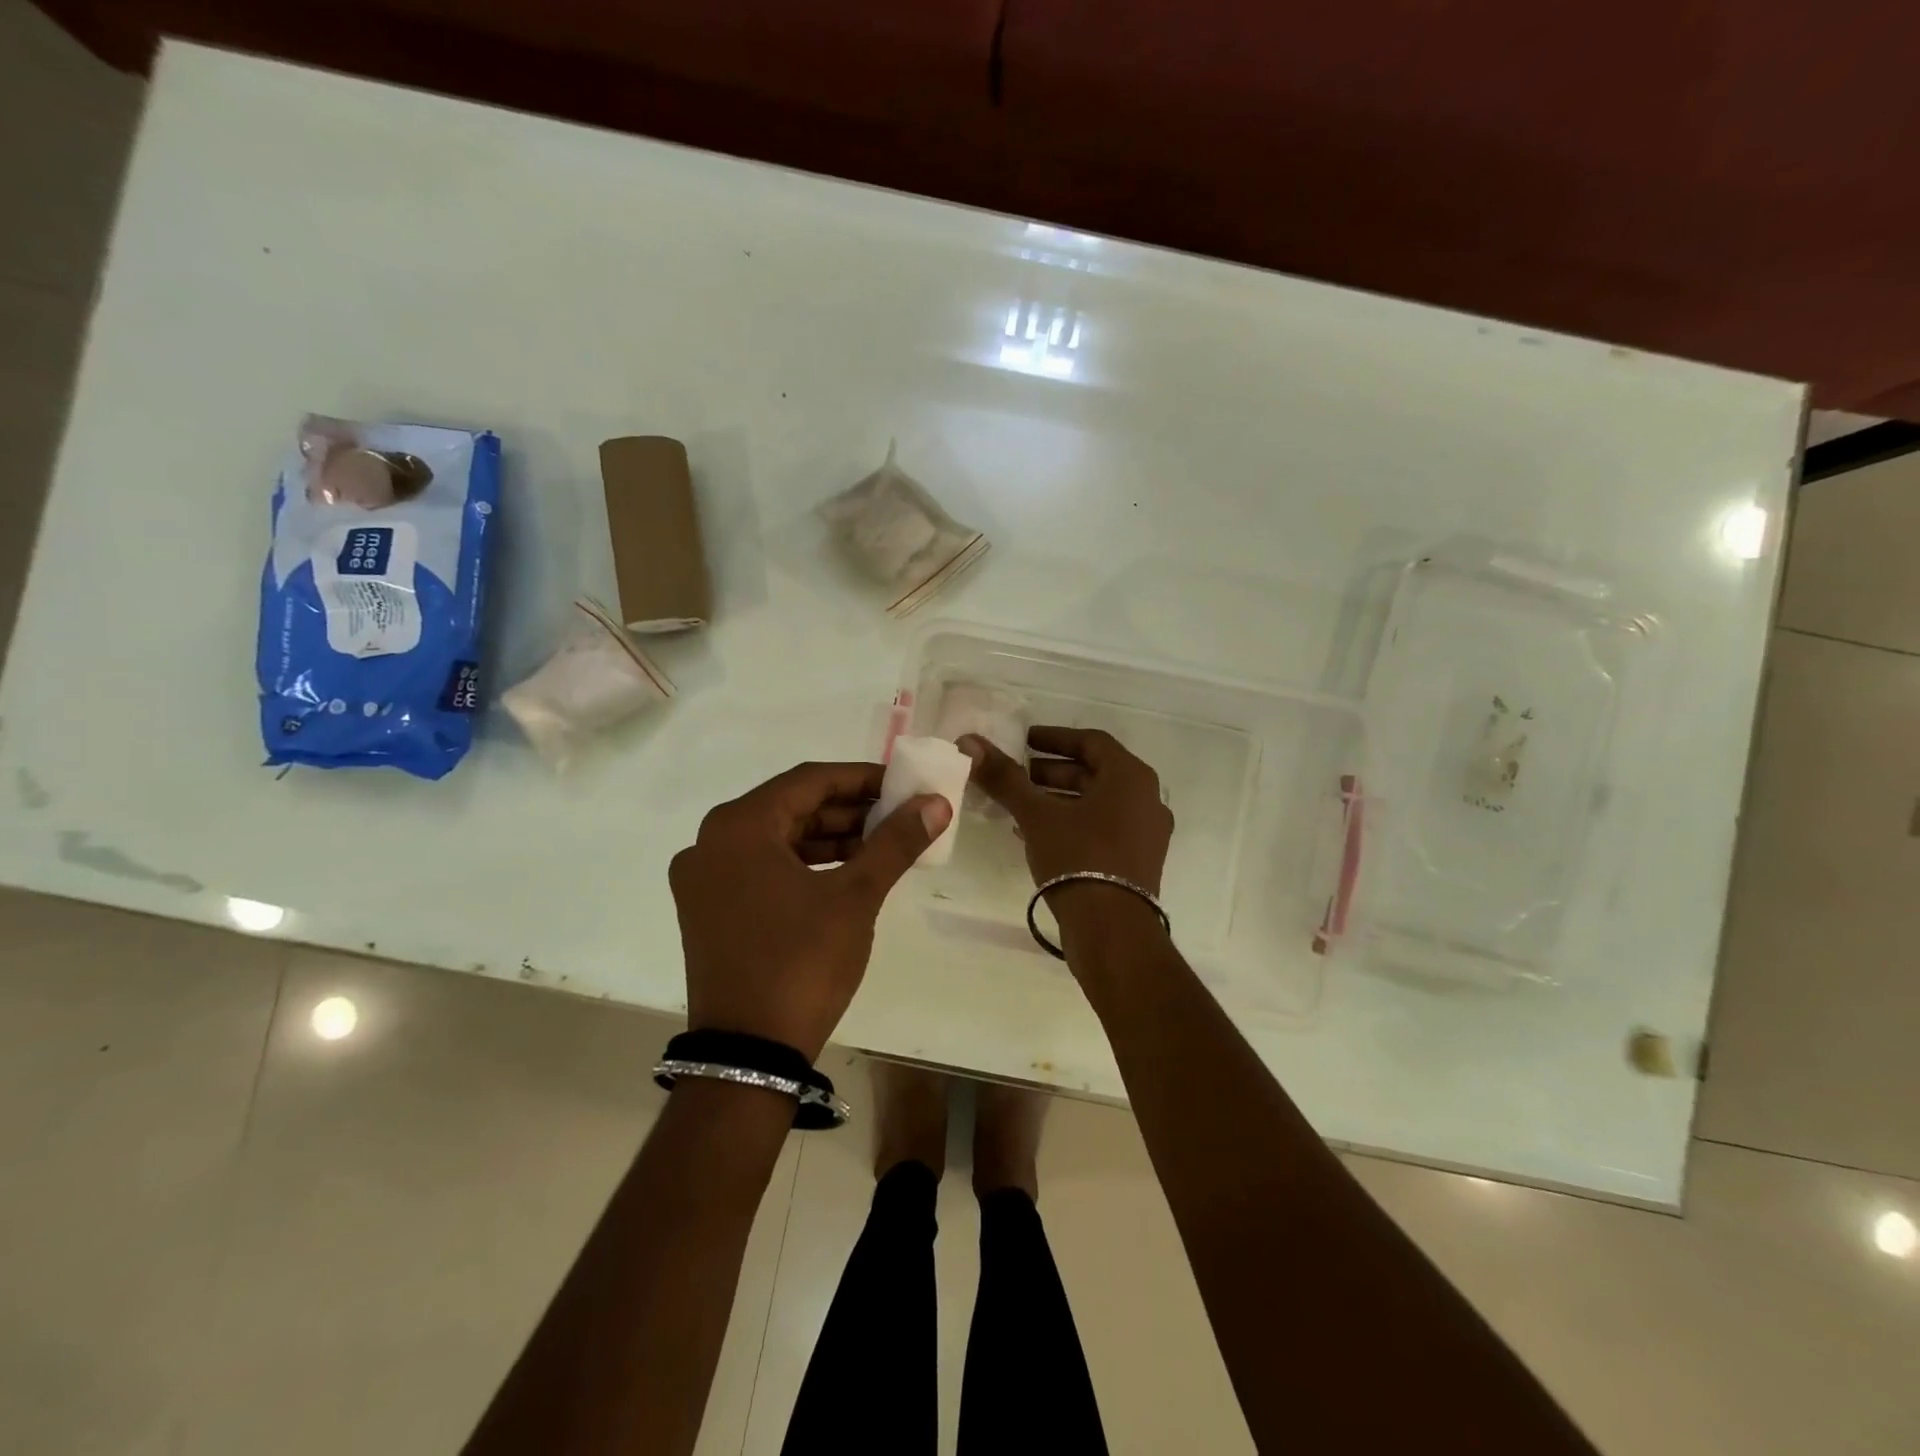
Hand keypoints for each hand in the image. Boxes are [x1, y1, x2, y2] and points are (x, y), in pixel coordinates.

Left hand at [669, 762, 950, 1060]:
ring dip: (829, 838)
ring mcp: (704, 879)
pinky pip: (763, 868)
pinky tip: (845, 873)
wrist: (749, 1055)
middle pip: (791, 807)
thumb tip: (935, 804)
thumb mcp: (856, 896)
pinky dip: (804, 864)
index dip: (862, 778)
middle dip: (848, 810)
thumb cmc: (802, 962)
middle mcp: (711, 842)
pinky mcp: (709, 910)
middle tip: (898, 816)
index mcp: (739, 826)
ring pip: (777, 839)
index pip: (810, 781)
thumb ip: (896, 842)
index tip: (903, 785)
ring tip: (881, 844)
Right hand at [959, 726, 1174, 893]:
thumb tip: (971, 742)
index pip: (1092, 741)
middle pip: (1096, 773)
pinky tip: (1040, 835)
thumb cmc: (1078, 857)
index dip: (1055, 738)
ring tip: (1023, 806)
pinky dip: (1074, 823)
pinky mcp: (1139, 861)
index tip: (1025, 741)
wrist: (1112, 929)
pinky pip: (1104, 828)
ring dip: (1061, 799)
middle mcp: (1147, 799)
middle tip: (1020, 775)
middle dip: (1054, 771)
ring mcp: (1147, 833)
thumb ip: (1005, 777)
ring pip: (1099, 803)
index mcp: (1131, 777)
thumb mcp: (1036, 814)